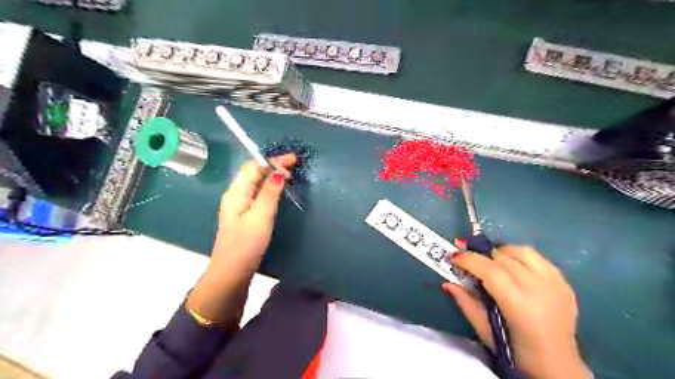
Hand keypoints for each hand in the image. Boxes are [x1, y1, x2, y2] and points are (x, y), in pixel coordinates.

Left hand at [210, 152, 295, 270]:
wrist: (231, 271)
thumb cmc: (246, 243)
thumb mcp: (261, 216)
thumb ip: (269, 193)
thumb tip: (279, 172)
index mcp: (237, 192)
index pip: (254, 166)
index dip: (273, 160)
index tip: (293, 160)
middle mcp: (235, 194)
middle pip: (253, 172)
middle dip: (273, 165)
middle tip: (293, 168)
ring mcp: (238, 204)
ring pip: (255, 182)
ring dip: (271, 175)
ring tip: (288, 176)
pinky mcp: (243, 214)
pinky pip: (256, 192)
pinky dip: (268, 187)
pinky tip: (276, 191)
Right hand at [443, 244, 592, 376]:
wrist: (559, 366)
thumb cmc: (516, 352)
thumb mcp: (484, 331)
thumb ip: (465, 302)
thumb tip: (447, 283)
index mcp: (519, 305)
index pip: (490, 271)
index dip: (469, 259)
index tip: (453, 256)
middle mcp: (540, 289)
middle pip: (504, 257)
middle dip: (481, 255)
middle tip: (468, 260)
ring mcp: (555, 283)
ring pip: (521, 251)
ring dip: (501, 252)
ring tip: (491, 262)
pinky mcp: (564, 282)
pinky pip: (537, 257)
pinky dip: (519, 257)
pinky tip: (513, 267)